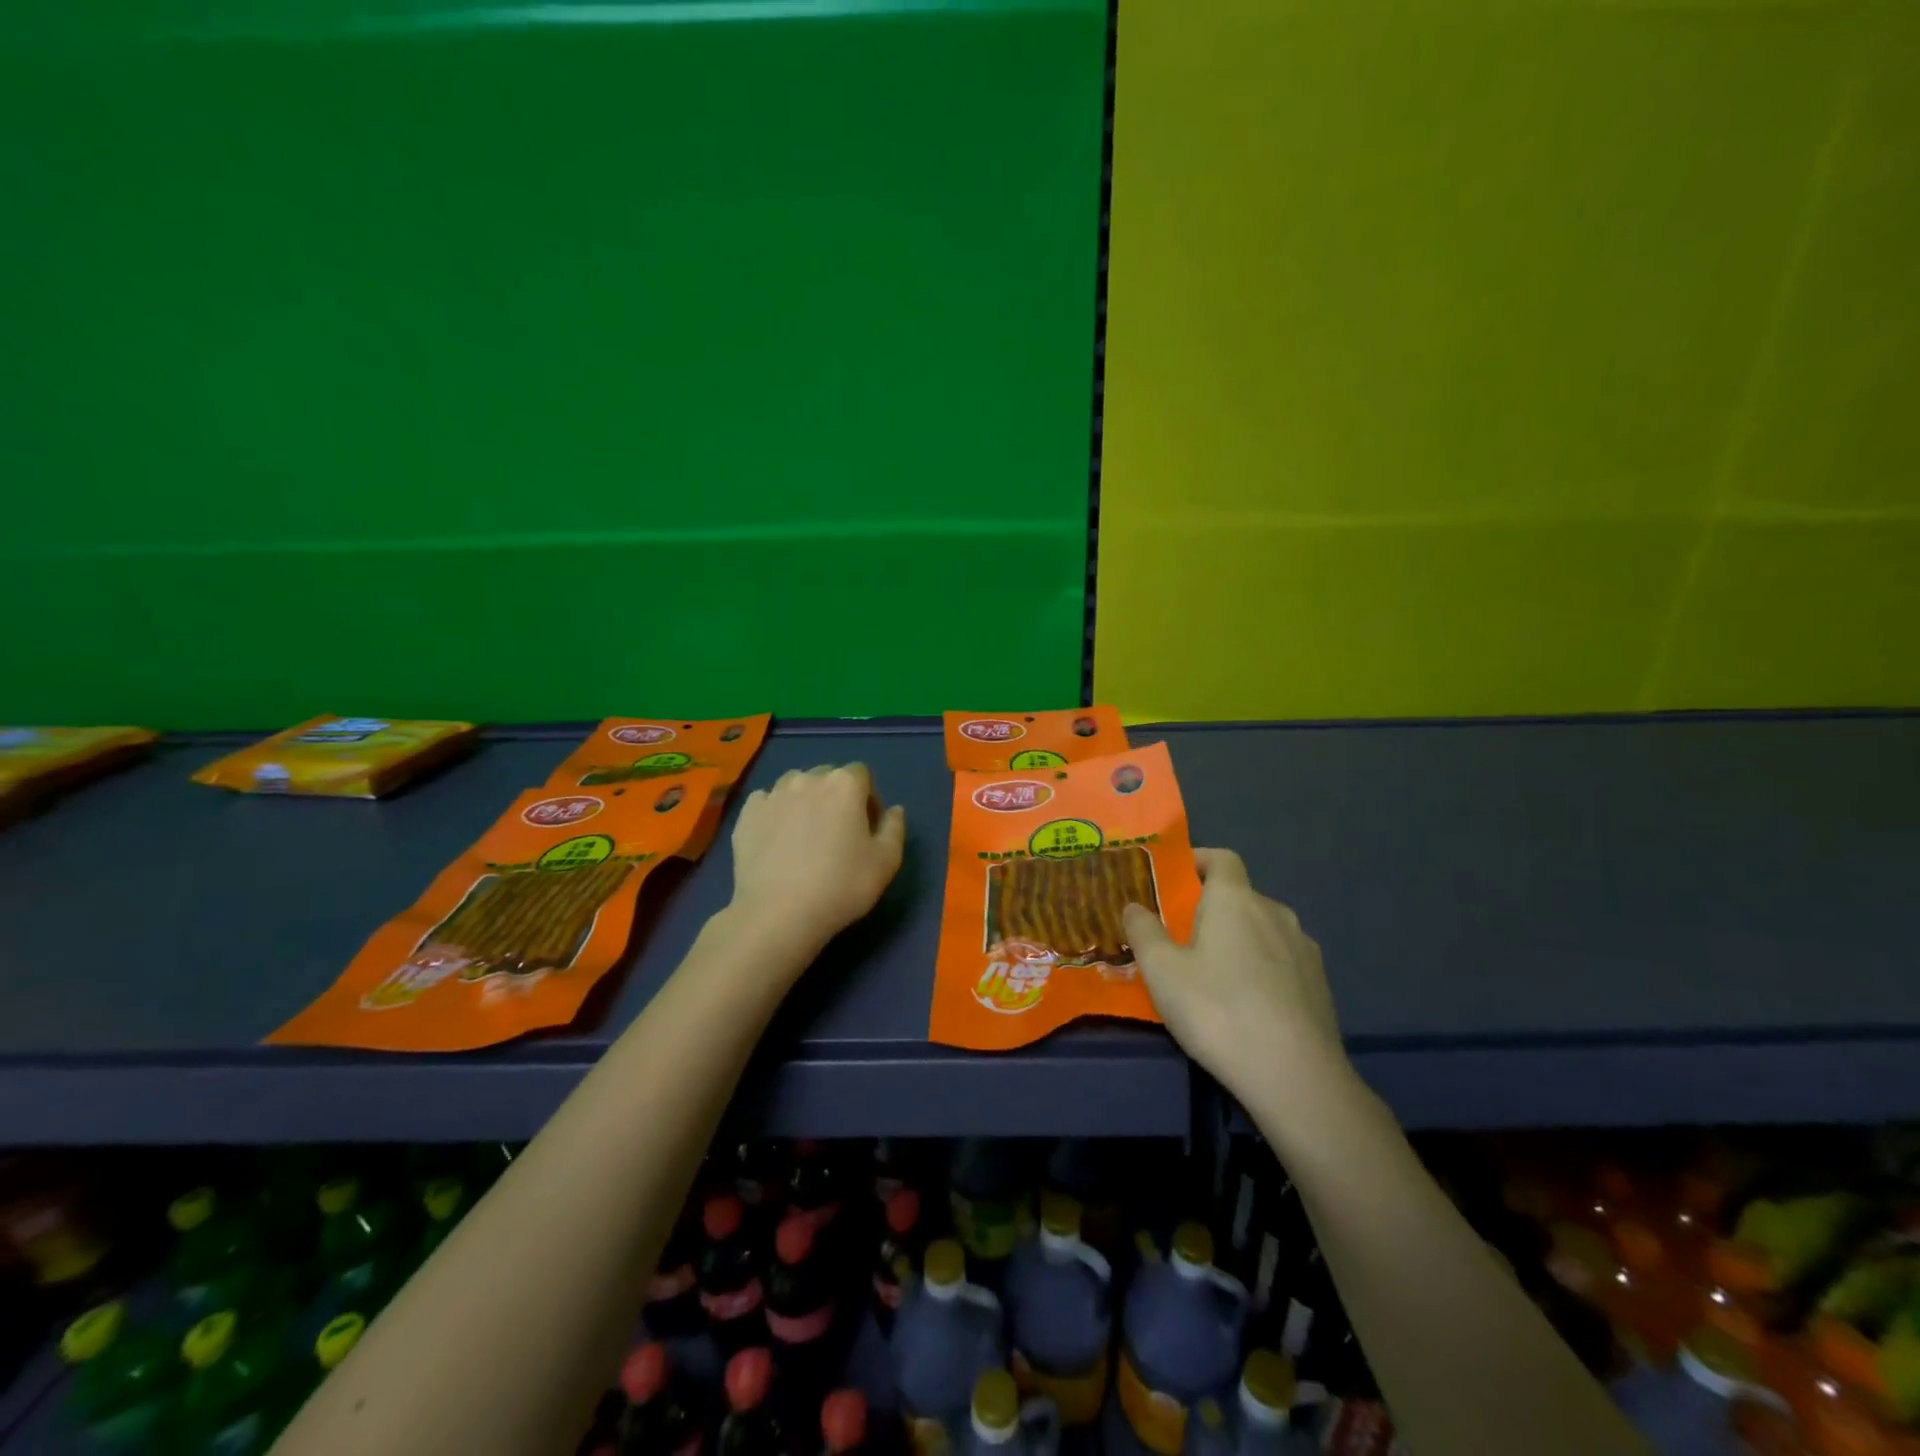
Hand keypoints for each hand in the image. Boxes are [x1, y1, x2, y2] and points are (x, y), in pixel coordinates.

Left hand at [728, 763, 906, 952]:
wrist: (778, 914)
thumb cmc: (841, 886)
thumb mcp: (886, 862)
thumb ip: (895, 828)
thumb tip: (894, 809)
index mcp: (844, 784)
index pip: (862, 774)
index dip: (868, 799)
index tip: (867, 829)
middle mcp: (807, 779)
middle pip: (827, 777)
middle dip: (836, 797)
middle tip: (838, 834)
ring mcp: (772, 794)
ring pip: (795, 786)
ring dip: (804, 801)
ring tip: (804, 835)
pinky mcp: (746, 814)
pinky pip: (766, 802)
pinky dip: (774, 813)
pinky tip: (777, 840)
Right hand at [1123, 848, 1345, 1100]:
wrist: (1295, 1076)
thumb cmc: (1217, 1010)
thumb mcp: (1162, 971)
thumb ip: (1143, 931)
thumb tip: (1134, 906)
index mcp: (1235, 899)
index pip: (1222, 858)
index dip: (1199, 860)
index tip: (1175, 878)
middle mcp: (1274, 911)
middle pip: (1240, 896)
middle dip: (1212, 908)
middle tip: (1183, 936)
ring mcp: (1303, 948)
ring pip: (1263, 929)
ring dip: (1239, 939)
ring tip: (1214, 974)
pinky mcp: (1320, 984)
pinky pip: (1282, 960)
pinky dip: (1262, 967)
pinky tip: (1248, 1003)